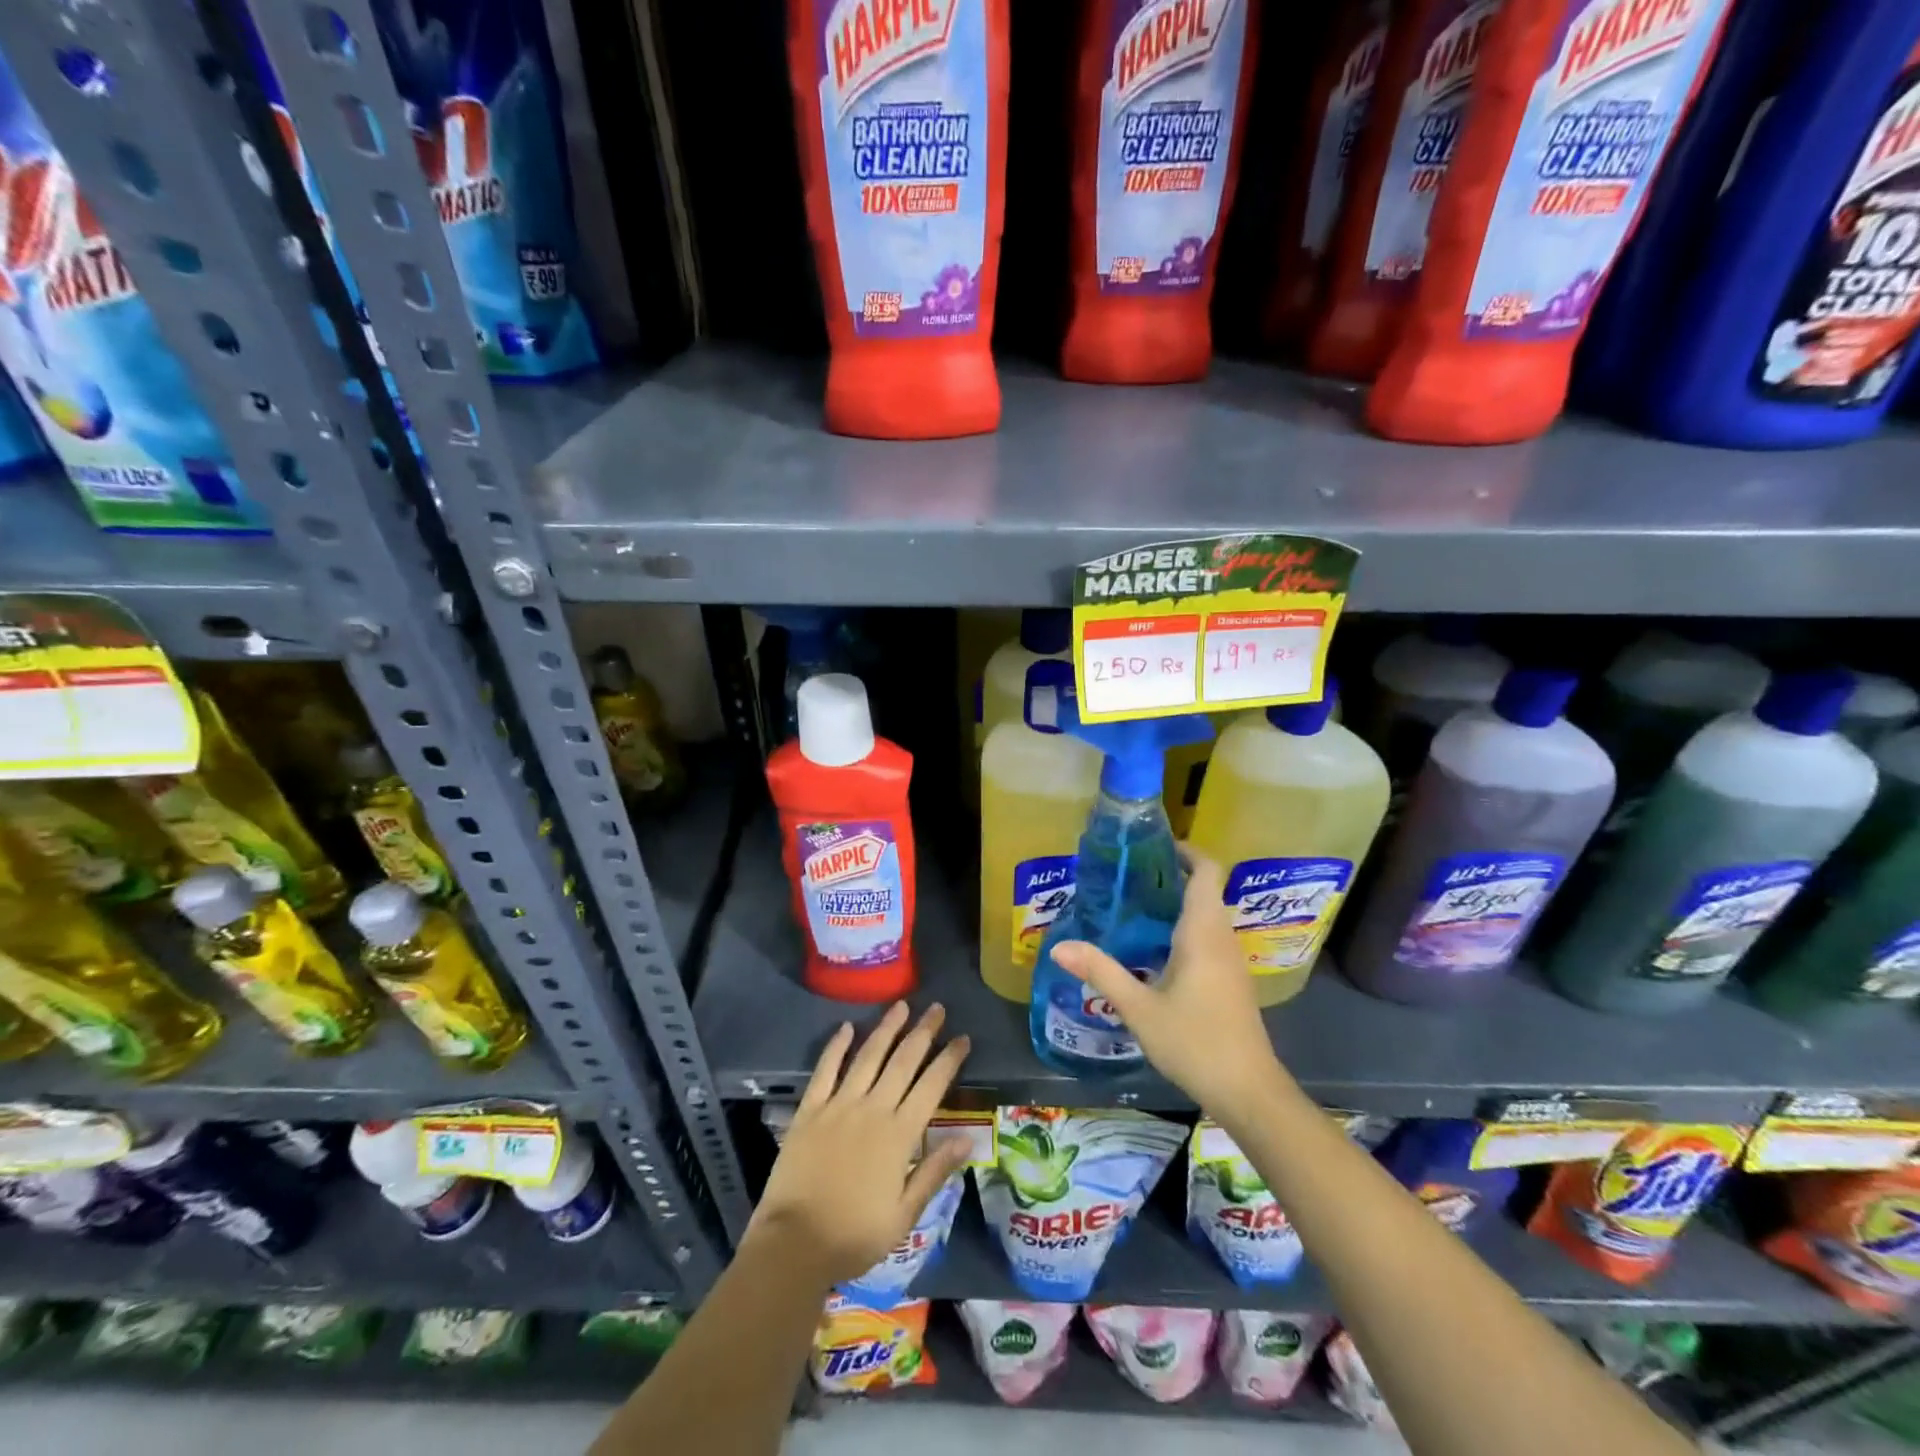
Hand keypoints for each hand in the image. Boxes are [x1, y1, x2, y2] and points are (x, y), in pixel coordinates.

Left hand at [745, 1002, 971, 1286]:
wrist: (794, 1244)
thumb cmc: (854, 1236)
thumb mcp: (904, 1215)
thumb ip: (934, 1172)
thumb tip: (968, 1139)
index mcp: (899, 1135)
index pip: (932, 1086)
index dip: (949, 1059)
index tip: (963, 1037)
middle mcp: (872, 1109)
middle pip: (903, 1062)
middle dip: (923, 1032)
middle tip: (937, 1008)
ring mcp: (839, 1105)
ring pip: (868, 1056)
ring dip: (887, 1028)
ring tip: (902, 1005)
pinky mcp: (810, 1109)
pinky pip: (825, 1069)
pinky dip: (837, 1046)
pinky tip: (847, 1027)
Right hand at [1049, 848, 1288, 1117]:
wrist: (1249, 1092)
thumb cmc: (1195, 1042)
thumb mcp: (1140, 1008)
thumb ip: (1101, 972)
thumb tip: (1059, 946)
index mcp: (1203, 932)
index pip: (1207, 871)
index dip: (1186, 851)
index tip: (1154, 845)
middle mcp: (1222, 938)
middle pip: (1205, 890)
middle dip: (1172, 876)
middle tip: (1129, 876)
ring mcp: (1230, 961)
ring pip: (1207, 915)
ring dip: (1177, 904)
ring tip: (1133, 907)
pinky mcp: (1231, 981)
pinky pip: (1208, 938)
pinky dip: (1184, 929)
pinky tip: (1153, 950)